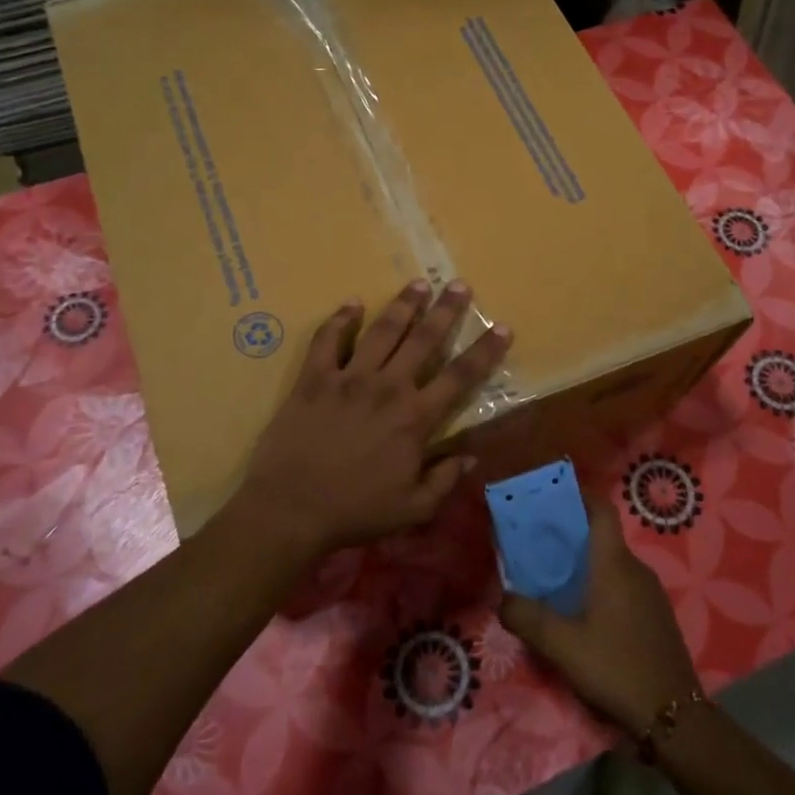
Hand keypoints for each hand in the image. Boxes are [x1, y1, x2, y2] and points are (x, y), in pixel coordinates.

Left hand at [234, 279, 512, 557]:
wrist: (291, 509)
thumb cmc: (355, 511)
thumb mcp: (413, 509)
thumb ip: (445, 480)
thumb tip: (471, 457)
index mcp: (415, 417)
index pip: (460, 376)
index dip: (485, 351)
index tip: (503, 327)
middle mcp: (387, 387)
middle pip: (424, 339)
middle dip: (446, 310)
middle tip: (458, 284)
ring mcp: (348, 378)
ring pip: (382, 331)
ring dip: (403, 305)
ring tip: (418, 283)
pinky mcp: (314, 378)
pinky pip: (327, 340)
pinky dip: (340, 319)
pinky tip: (352, 303)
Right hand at [500, 495, 699, 737]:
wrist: (675, 717)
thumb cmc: (616, 668)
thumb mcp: (561, 646)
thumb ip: (526, 617)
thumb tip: (503, 597)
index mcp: (614, 564)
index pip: (601, 510)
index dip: (580, 494)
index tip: (552, 493)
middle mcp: (636, 569)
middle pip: (602, 536)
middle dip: (571, 533)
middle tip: (537, 541)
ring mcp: (650, 592)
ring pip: (612, 562)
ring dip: (585, 562)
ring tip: (553, 577)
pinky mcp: (656, 615)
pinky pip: (623, 584)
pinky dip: (600, 583)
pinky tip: (582, 611)